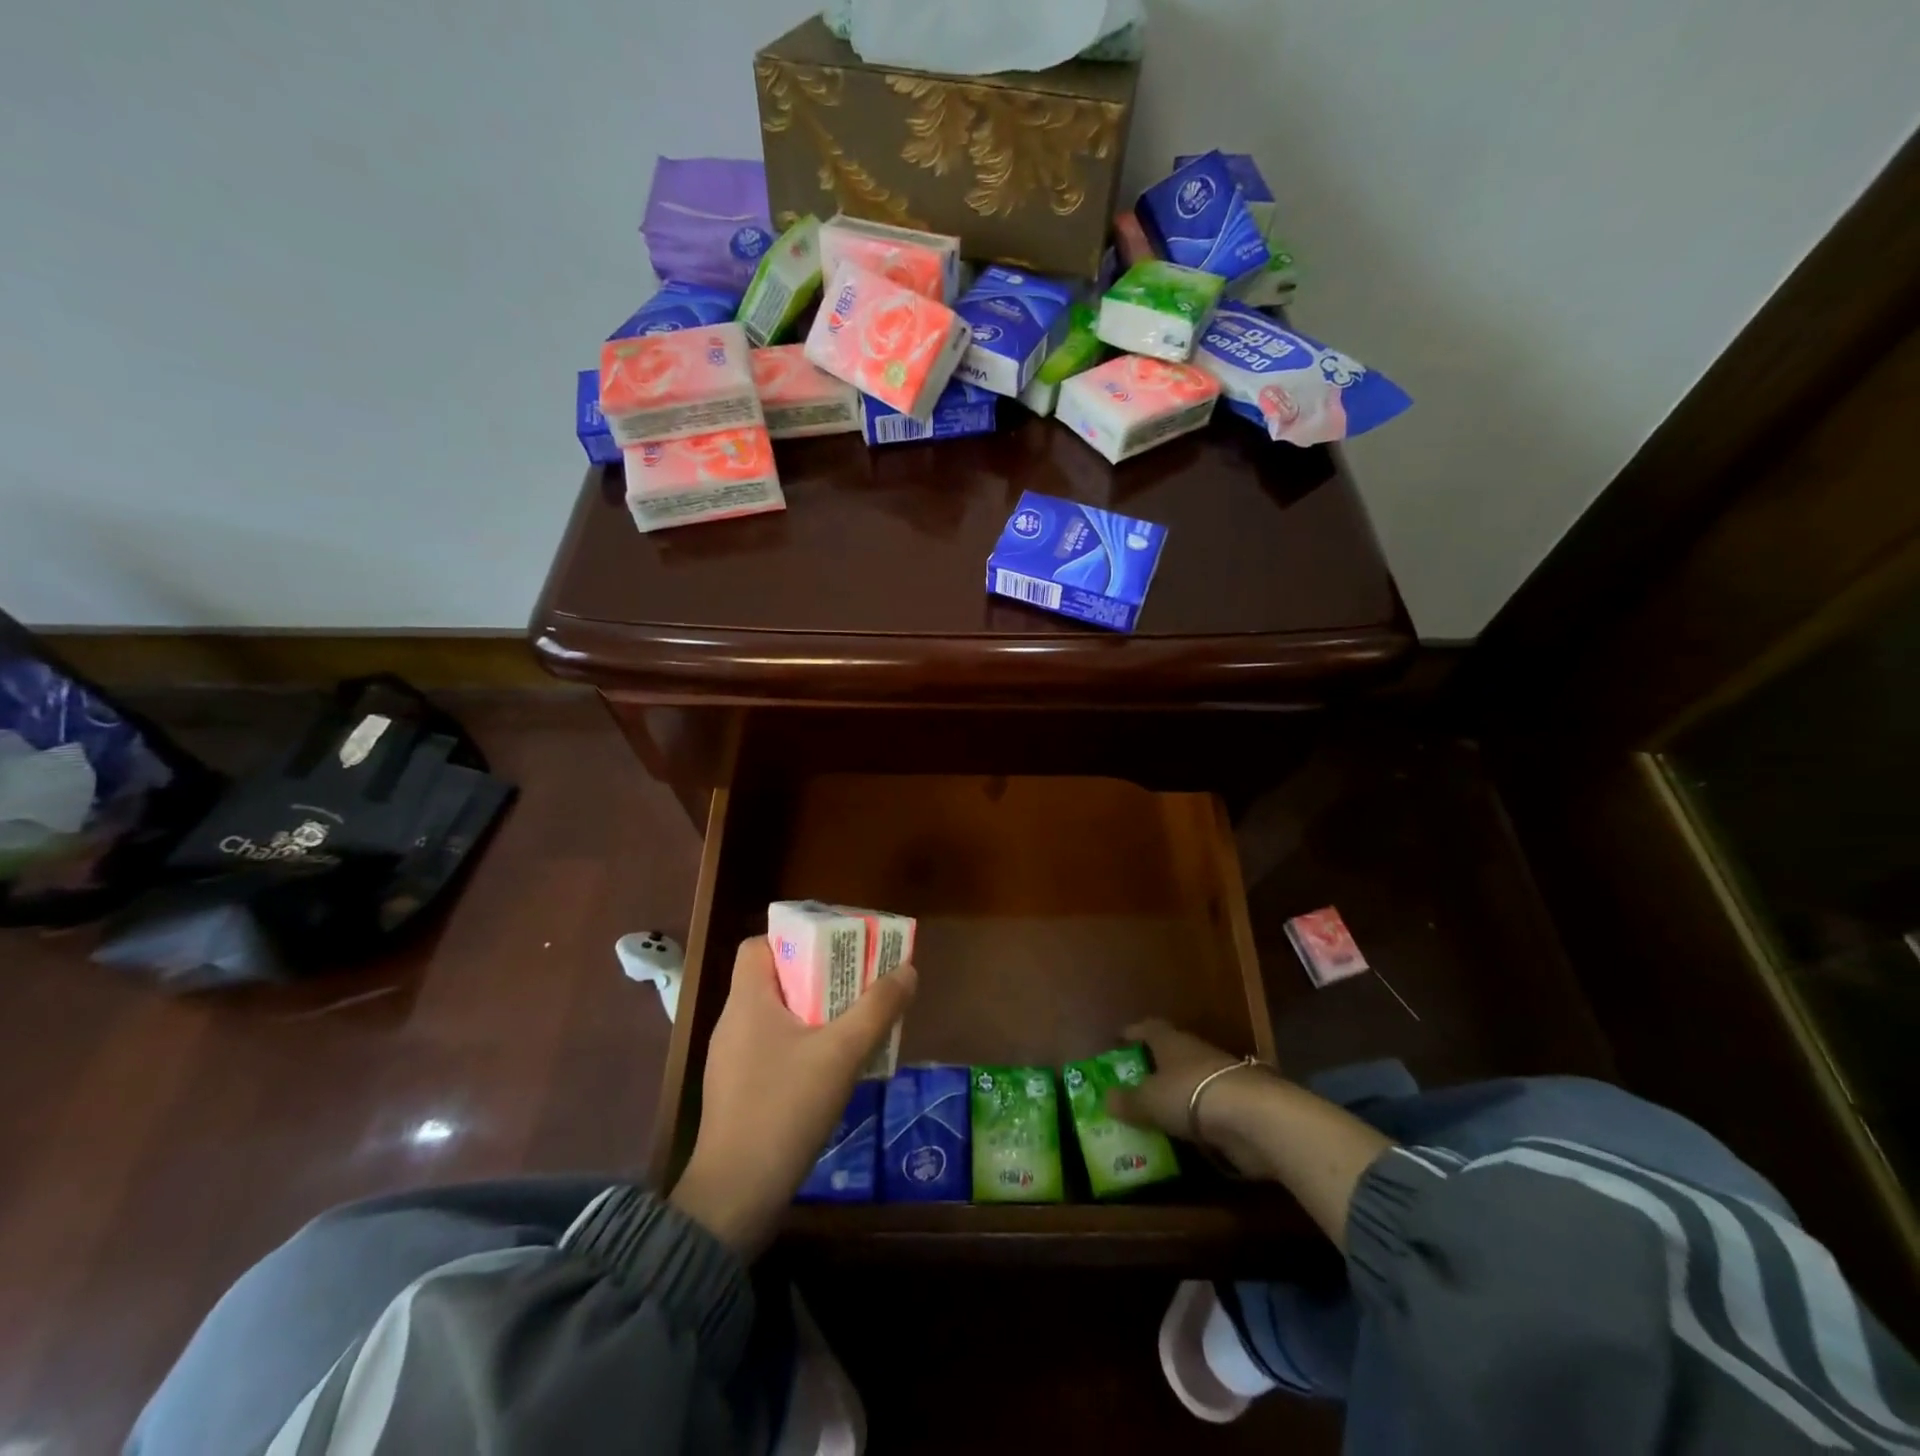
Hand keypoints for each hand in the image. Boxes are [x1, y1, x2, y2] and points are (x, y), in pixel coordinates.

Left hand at [670, 937, 915, 1256]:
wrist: (735, 1196)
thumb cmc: (784, 1109)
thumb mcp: (841, 1054)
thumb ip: (877, 1009)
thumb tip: (907, 970)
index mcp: (748, 1002)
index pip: (758, 945)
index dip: (794, 939)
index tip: (833, 949)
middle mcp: (733, 1023)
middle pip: (773, 979)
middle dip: (817, 975)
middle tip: (857, 982)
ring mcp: (731, 1060)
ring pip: (776, 1016)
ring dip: (813, 1012)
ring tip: (853, 1021)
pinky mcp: (737, 1091)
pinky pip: (772, 1048)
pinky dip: (801, 1044)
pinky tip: (831, 1068)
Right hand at [1105, 1019, 1281, 1176]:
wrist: (1253, 1117)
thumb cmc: (1190, 1095)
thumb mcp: (1149, 1101)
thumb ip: (1128, 1101)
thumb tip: (1106, 1098)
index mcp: (1171, 1042)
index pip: (1149, 1028)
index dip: (1133, 1033)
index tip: (1118, 1041)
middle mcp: (1196, 1053)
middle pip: (1171, 1054)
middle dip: (1154, 1067)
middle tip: (1134, 1083)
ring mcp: (1220, 1079)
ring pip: (1191, 1082)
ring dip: (1177, 1095)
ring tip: (1156, 1113)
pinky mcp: (1239, 1106)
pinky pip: (1208, 1109)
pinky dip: (1196, 1119)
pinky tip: (1185, 1134)